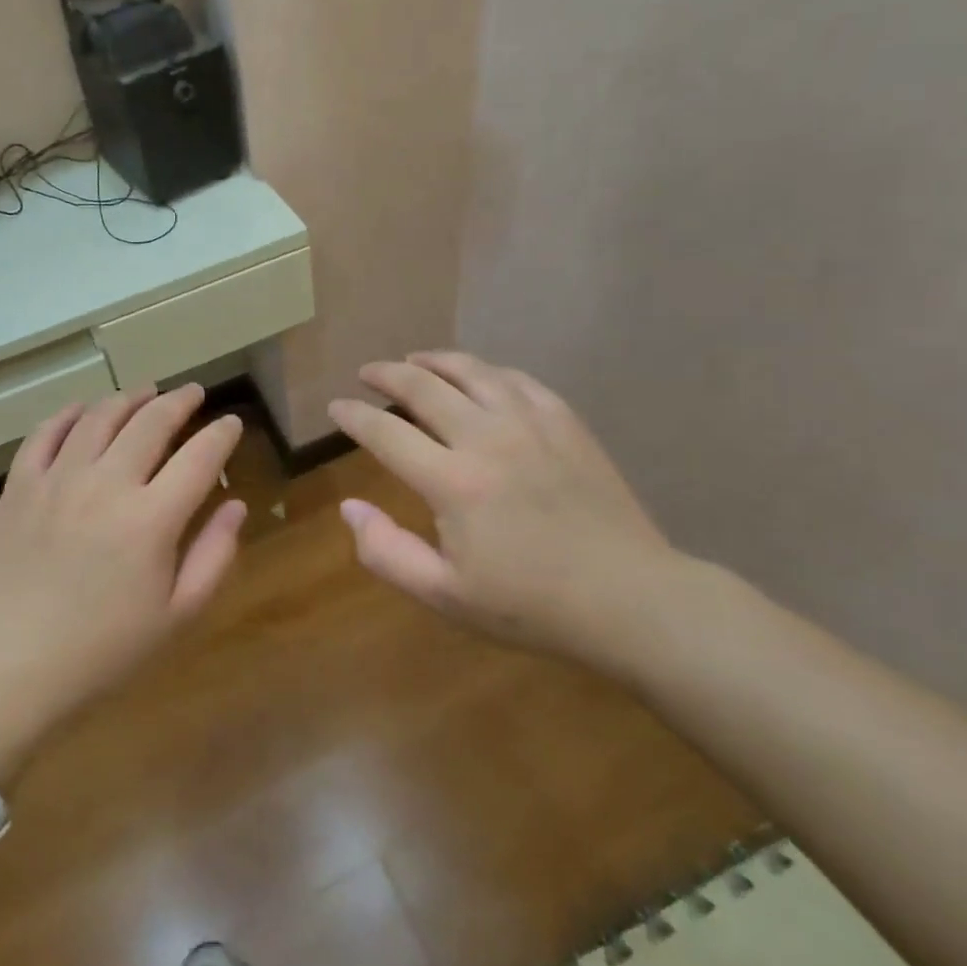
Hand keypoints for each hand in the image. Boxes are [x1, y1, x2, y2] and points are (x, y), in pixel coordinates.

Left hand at [0, 385, 246, 773]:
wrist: (11, 668)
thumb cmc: (103, 650)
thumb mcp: (176, 615)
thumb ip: (214, 554)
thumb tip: (236, 504)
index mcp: (152, 519)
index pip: (200, 456)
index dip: (222, 434)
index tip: (232, 423)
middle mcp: (107, 484)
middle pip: (151, 422)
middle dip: (180, 401)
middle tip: (194, 393)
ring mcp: (59, 479)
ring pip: (100, 417)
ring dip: (129, 398)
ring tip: (146, 392)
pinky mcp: (21, 485)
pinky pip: (46, 432)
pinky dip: (69, 414)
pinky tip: (83, 410)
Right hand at [328, 351, 694, 679]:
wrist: (630, 599)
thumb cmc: (531, 605)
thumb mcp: (445, 595)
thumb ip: (386, 552)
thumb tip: (349, 507)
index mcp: (452, 481)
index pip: (385, 432)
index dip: (353, 415)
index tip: (336, 407)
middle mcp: (486, 437)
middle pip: (423, 386)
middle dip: (387, 373)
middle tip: (368, 372)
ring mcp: (531, 423)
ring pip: (472, 370)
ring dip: (434, 361)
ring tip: (415, 360)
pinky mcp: (566, 422)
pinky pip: (517, 379)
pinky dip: (486, 371)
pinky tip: (479, 377)